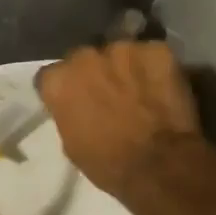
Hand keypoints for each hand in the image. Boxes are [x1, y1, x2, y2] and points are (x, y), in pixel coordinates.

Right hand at [36, 39, 203, 200]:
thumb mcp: (71, 144)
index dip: (64, 89)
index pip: (52, 76)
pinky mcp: (157, 49)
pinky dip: (156, 68)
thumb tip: (77, 107)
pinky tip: (163, 88)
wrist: (159, 165)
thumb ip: (68, 114)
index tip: (74, 102)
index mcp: (58, 81)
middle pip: (85, 59)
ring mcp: (123, 48)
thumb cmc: (108, 164)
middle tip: (109, 95)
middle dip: (94, 73)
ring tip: (140, 91)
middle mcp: (85, 56)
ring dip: (125, 68)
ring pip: (121, 54)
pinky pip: (152, 55)